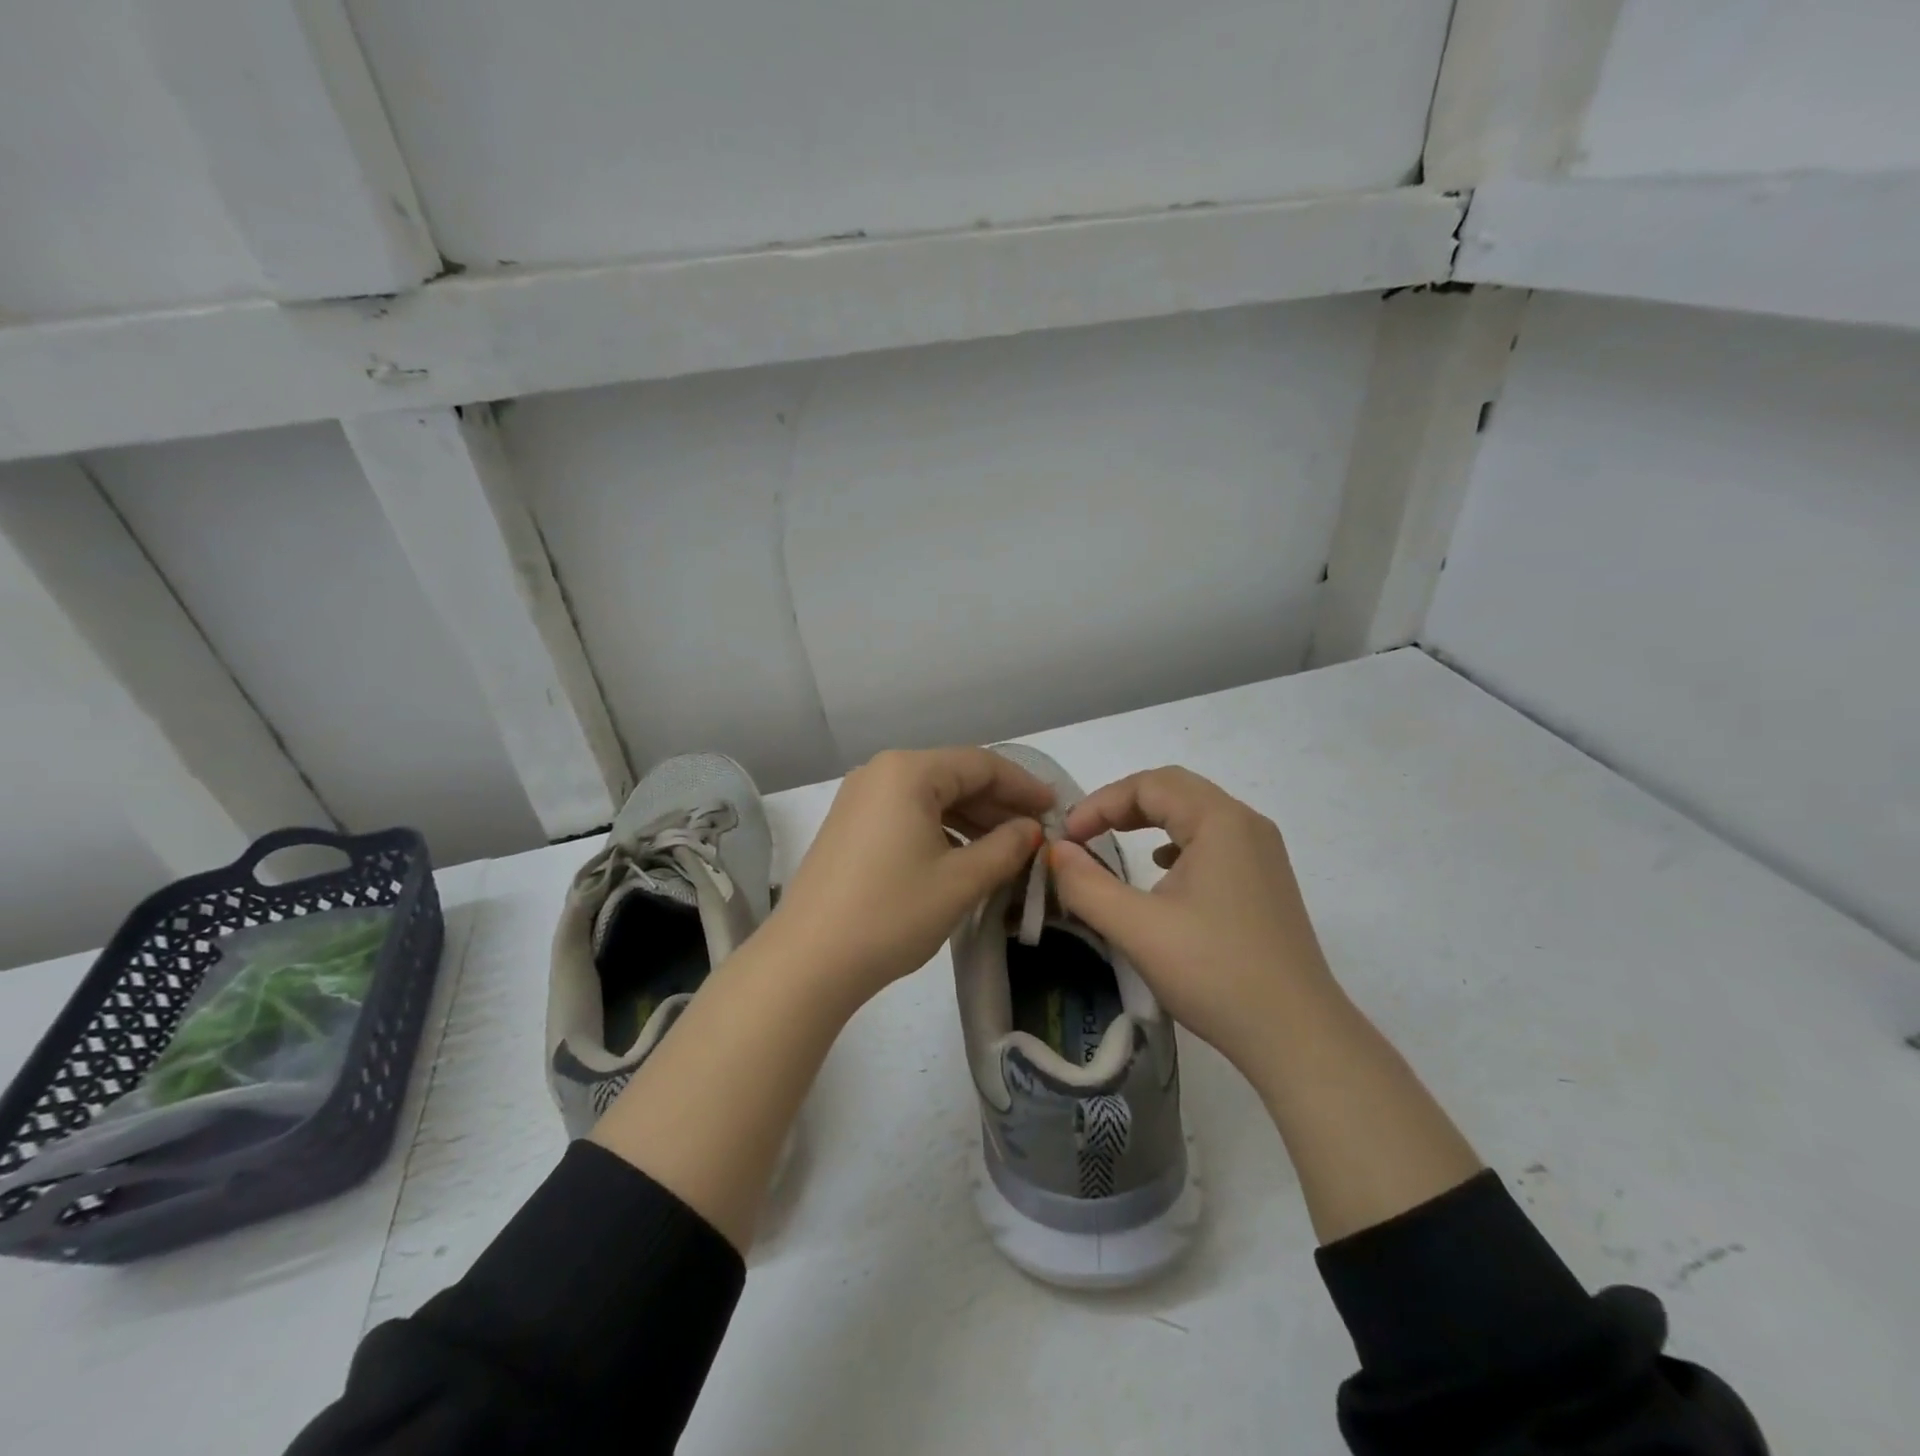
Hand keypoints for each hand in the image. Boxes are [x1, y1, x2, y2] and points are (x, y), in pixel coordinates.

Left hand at [763, 748, 1051, 1005]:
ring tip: (1008, 848)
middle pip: (954, 776)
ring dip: (972, 819)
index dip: (1023, 786)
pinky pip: (908, 814)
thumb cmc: (891, 913)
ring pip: (931, 797)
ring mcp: (860, 799)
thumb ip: (1005, 848)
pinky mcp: (850, 826)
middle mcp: (880, 772)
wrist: (809, 961)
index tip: (1056, 810)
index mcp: (908, 771)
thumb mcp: (960, 881)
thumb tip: (1031, 830)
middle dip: (998, 804)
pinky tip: (965, 856)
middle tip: (1036, 832)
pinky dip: (942, 830)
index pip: (981, 764)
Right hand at [1049, 766, 1335, 1080]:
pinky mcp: (1266, 882)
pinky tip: (1162, 872)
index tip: (1066, 838)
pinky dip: (1177, 842)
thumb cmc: (1214, 972)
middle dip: (1123, 805)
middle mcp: (1246, 825)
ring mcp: (1262, 854)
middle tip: (1084, 833)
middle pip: (1175, 790)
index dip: (1100, 803)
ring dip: (1150, 819)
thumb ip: (1086, 884)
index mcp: (1220, 821)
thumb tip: (1055, 851)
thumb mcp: (1137, 928)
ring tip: (1114, 842)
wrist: (1296, 1035)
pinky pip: (1213, 841)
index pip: (1149, 785)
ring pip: (1196, 814)